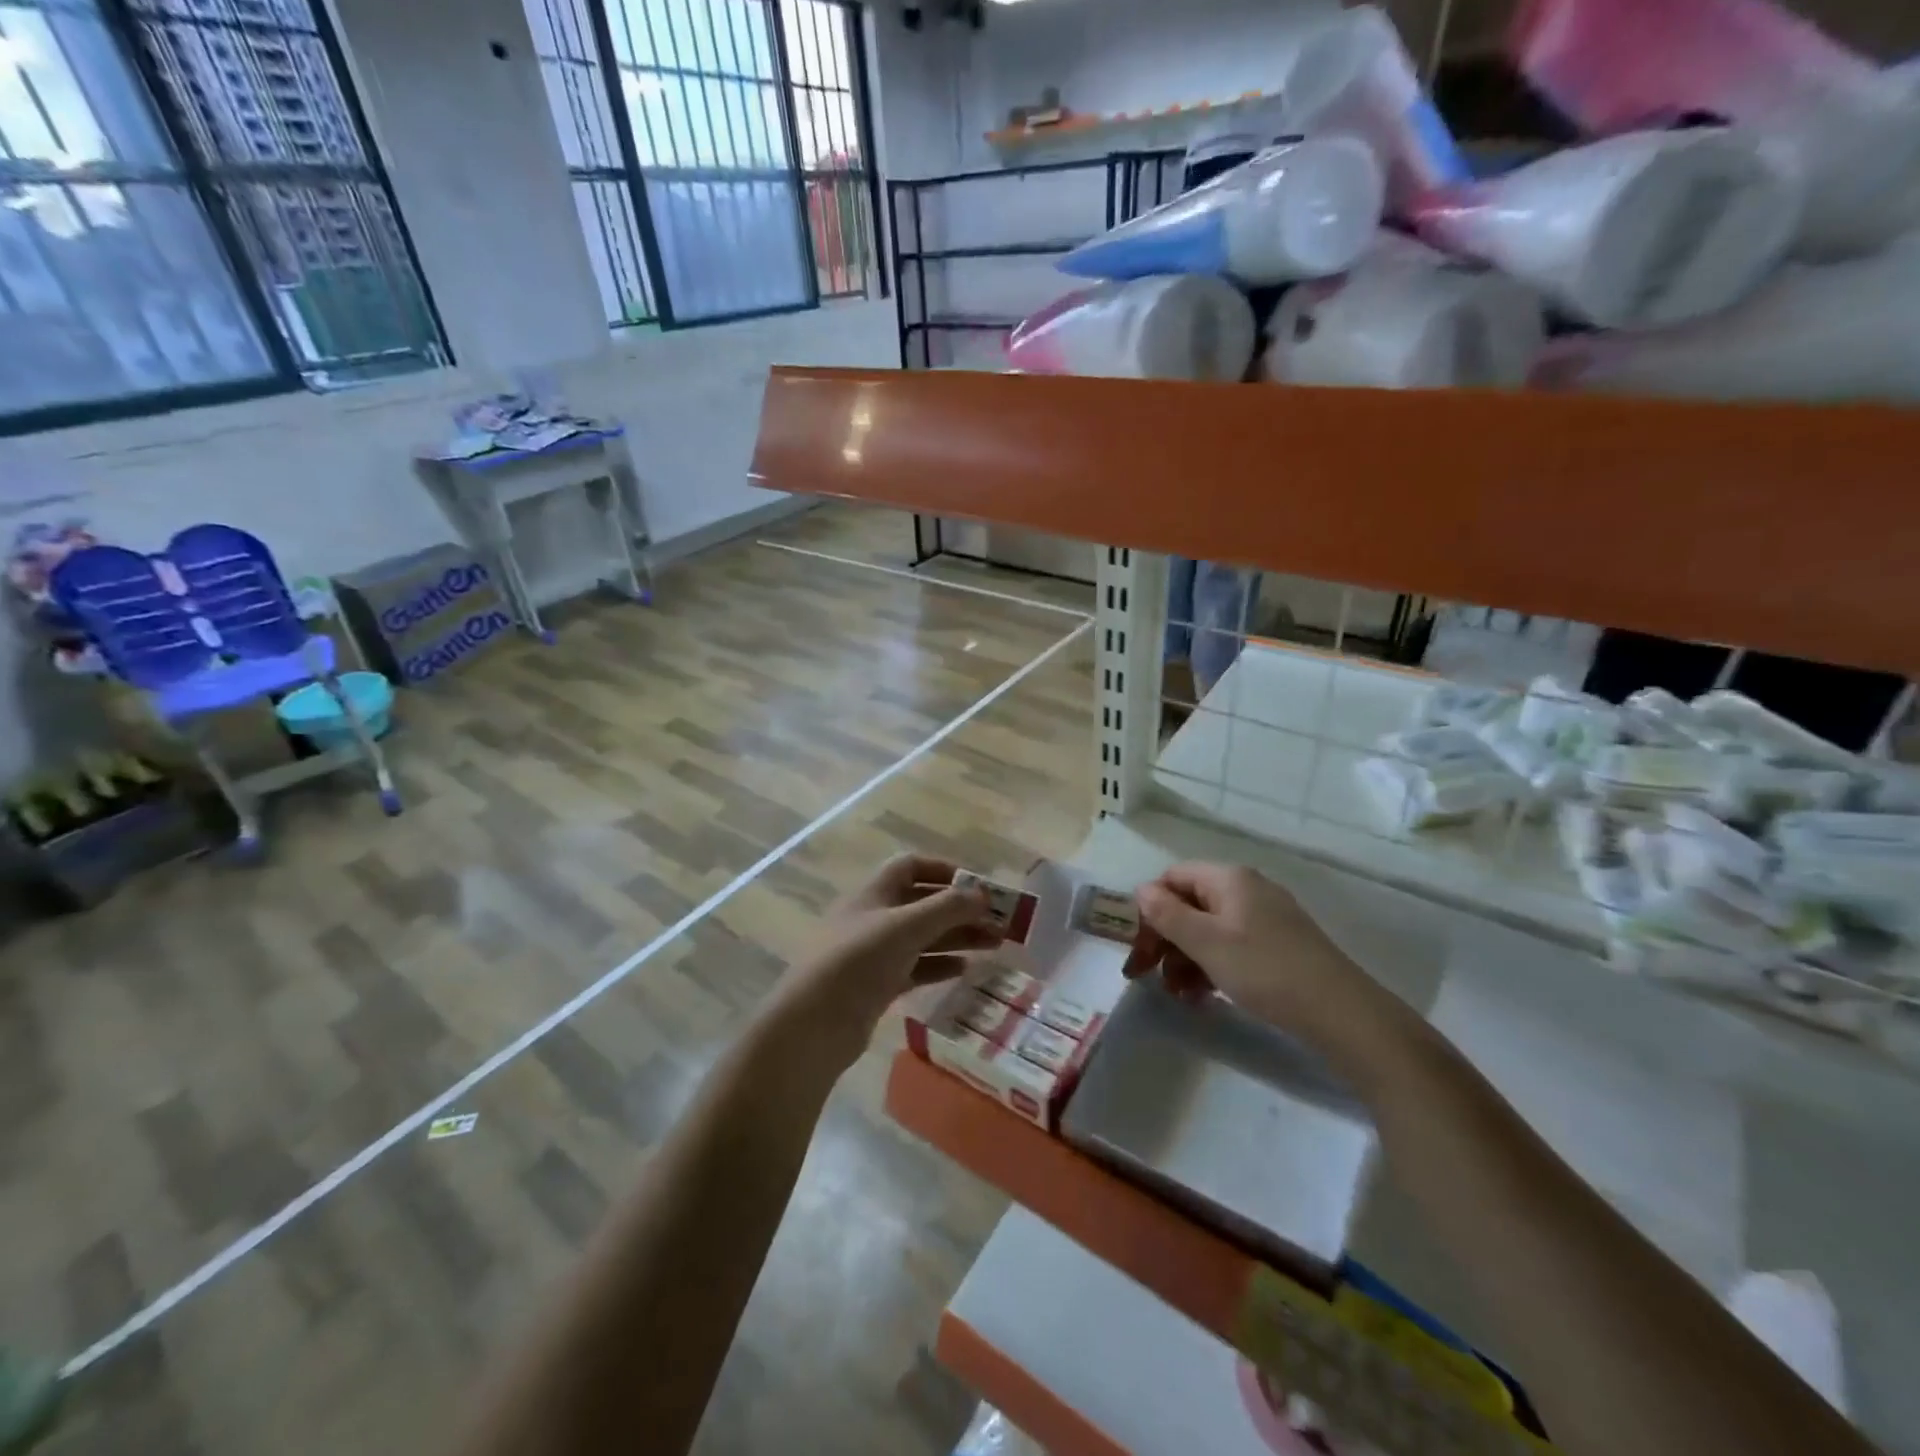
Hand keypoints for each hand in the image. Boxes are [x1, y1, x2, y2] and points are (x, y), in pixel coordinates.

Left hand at [775, 855, 1002, 1063]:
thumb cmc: (858, 960)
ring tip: (995, 945)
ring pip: (923, 937)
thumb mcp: (906, 927)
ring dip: (957, 937)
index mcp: (873, 893)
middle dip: (961, 910)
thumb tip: (983, 893)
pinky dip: (939, 965)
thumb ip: (947, 907)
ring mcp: (874, 953)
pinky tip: (964, 970)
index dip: (944, 871)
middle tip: (1000, 922)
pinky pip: (915, 967)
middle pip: (923, 904)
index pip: (911, 867)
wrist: (814, 1024)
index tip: (977, 886)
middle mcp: (873, 917)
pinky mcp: (877, 985)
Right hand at [1124, 862, 1390, 1050]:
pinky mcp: (1279, 945)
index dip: (1149, 910)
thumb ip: (1167, 914)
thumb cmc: (1264, 970)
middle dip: (1165, 940)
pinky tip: (1205, 997)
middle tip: (1146, 977)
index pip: (1172, 878)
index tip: (1139, 950)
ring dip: (1186, 959)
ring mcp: (1266, 918)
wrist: (1341, 1013)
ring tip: (1179, 995)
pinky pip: (1232, 947)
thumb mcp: (1206, 943)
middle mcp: (1247, 889)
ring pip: (1209, 930)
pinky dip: (1212, 967)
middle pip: (1189, 905)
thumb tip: (1142, 890)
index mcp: (1228, 879)